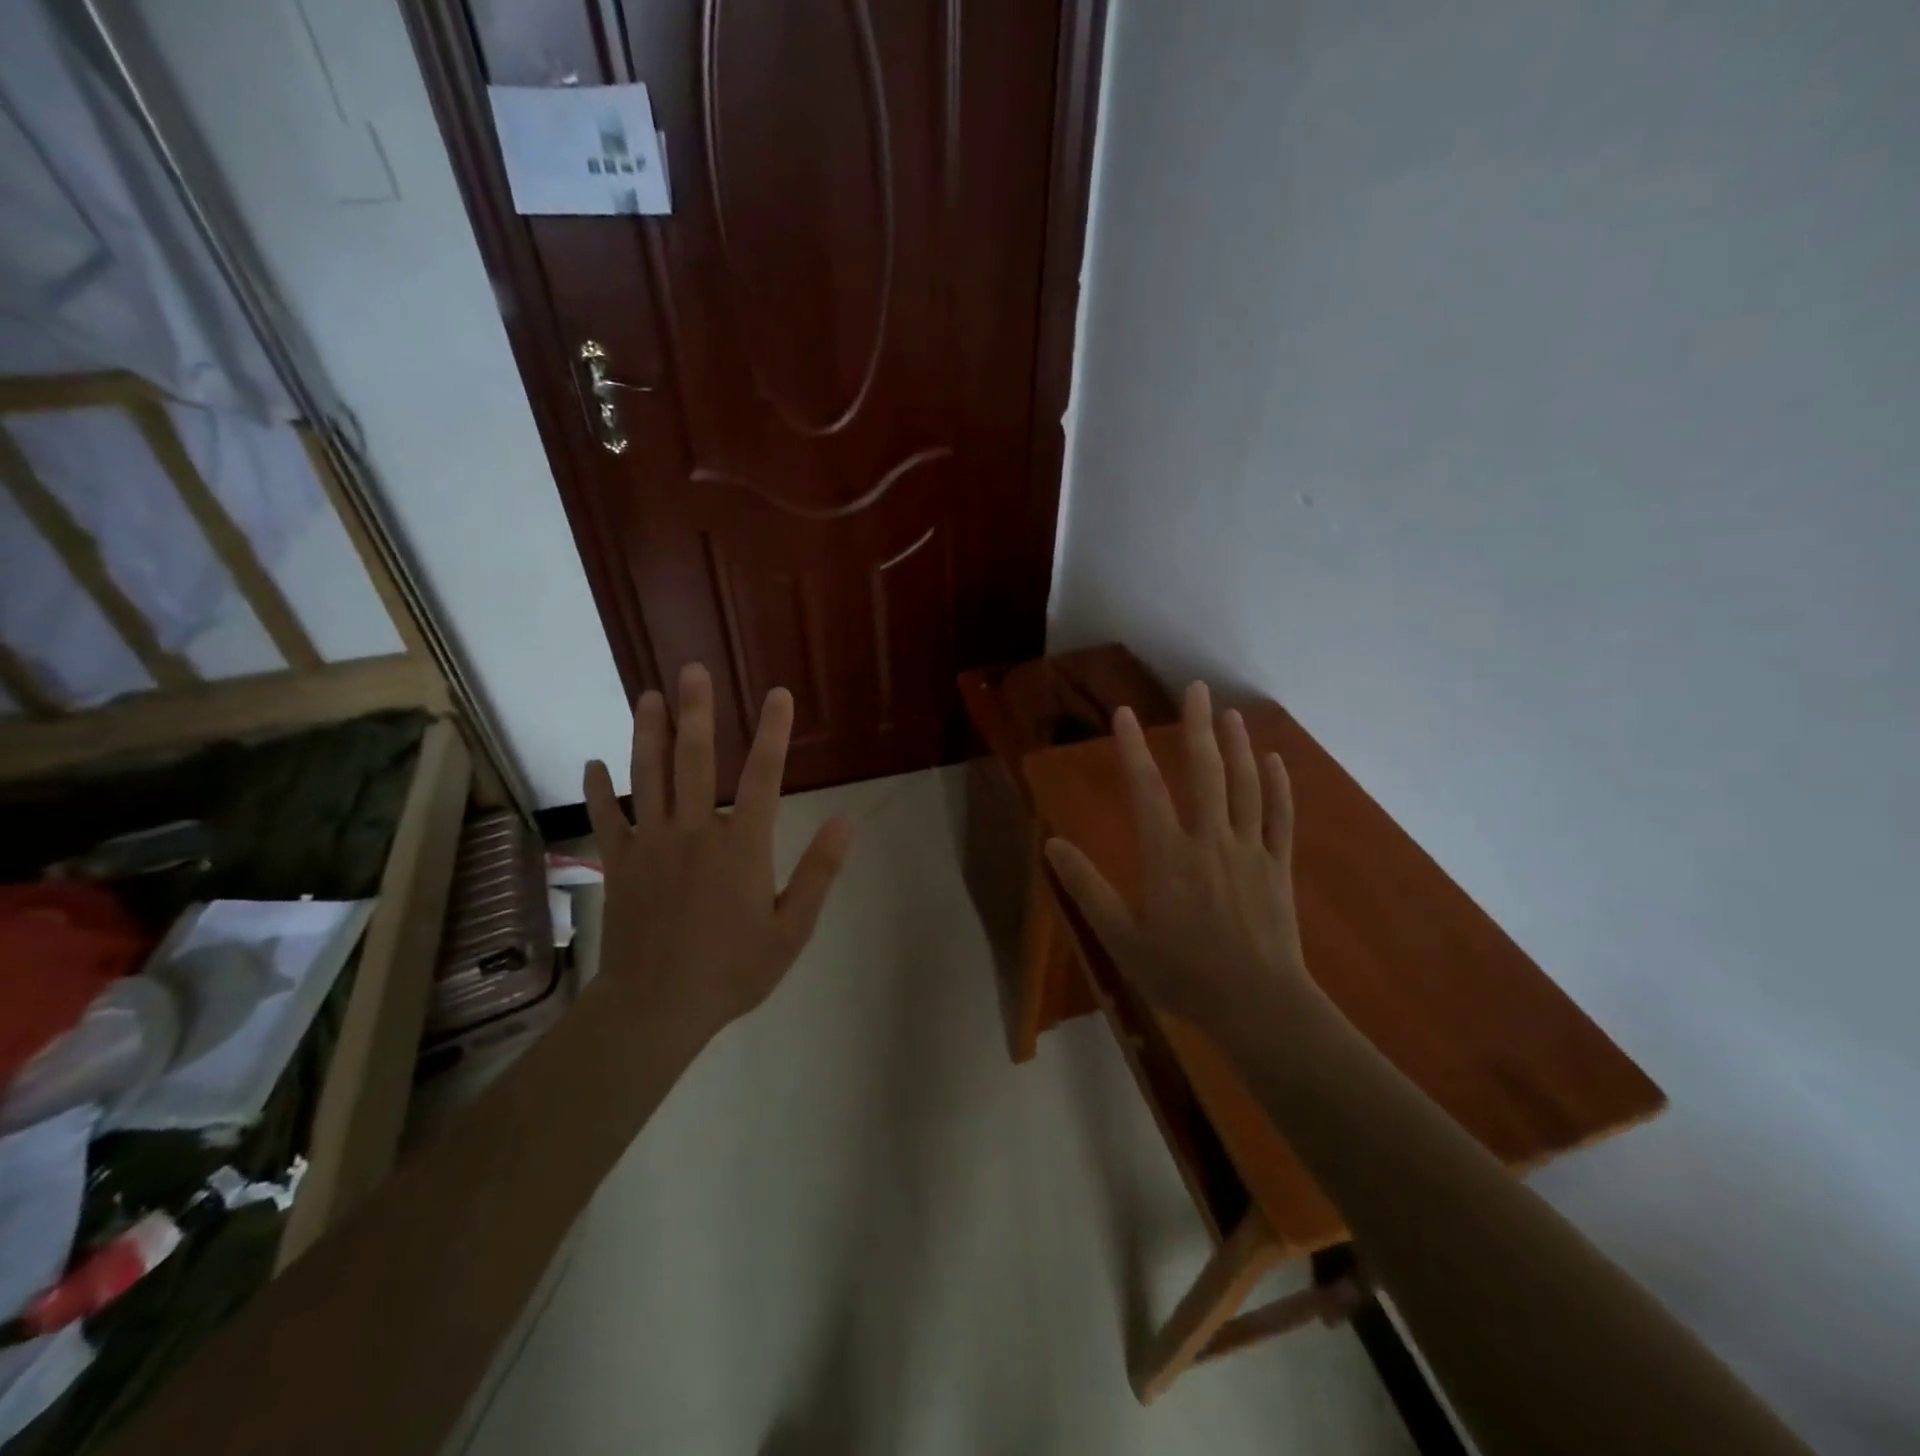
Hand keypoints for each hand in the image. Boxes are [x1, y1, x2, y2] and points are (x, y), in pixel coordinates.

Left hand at [584, 663, 853, 1047]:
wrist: (658, 1006)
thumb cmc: (733, 969)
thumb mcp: (793, 928)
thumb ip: (819, 871)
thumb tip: (846, 821)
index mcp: (742, 845)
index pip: (764, 775)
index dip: (774, 732)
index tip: (779, 694)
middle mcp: (695, 830)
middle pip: (695, 759)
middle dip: (697, 711)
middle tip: (692, 670)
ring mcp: (652, 843)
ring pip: (648, 776)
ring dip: (647, 732)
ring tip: (647, 696)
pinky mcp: (620, 863)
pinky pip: (607, 818)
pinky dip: (599, 789)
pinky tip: (593, 763)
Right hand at [1045, 682, 1318, 1035]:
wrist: (1258, 1005)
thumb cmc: (1183, 974)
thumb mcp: (1122, 938)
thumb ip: (1087, 888)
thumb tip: (1052, 845)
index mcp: (1168, 855)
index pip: (1147, 789)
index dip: (1133, 748)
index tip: (1125, 714)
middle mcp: (1210, 840)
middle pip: (1205, 773)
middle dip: (1198, 727)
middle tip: (1197, 688)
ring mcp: (1250, 851)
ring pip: (1245, 786)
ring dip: (1237, 746)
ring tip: (1230, 713)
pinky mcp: (1278, 867)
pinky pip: (1280, 818)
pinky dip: (1278, 786)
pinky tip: (1274, 760)